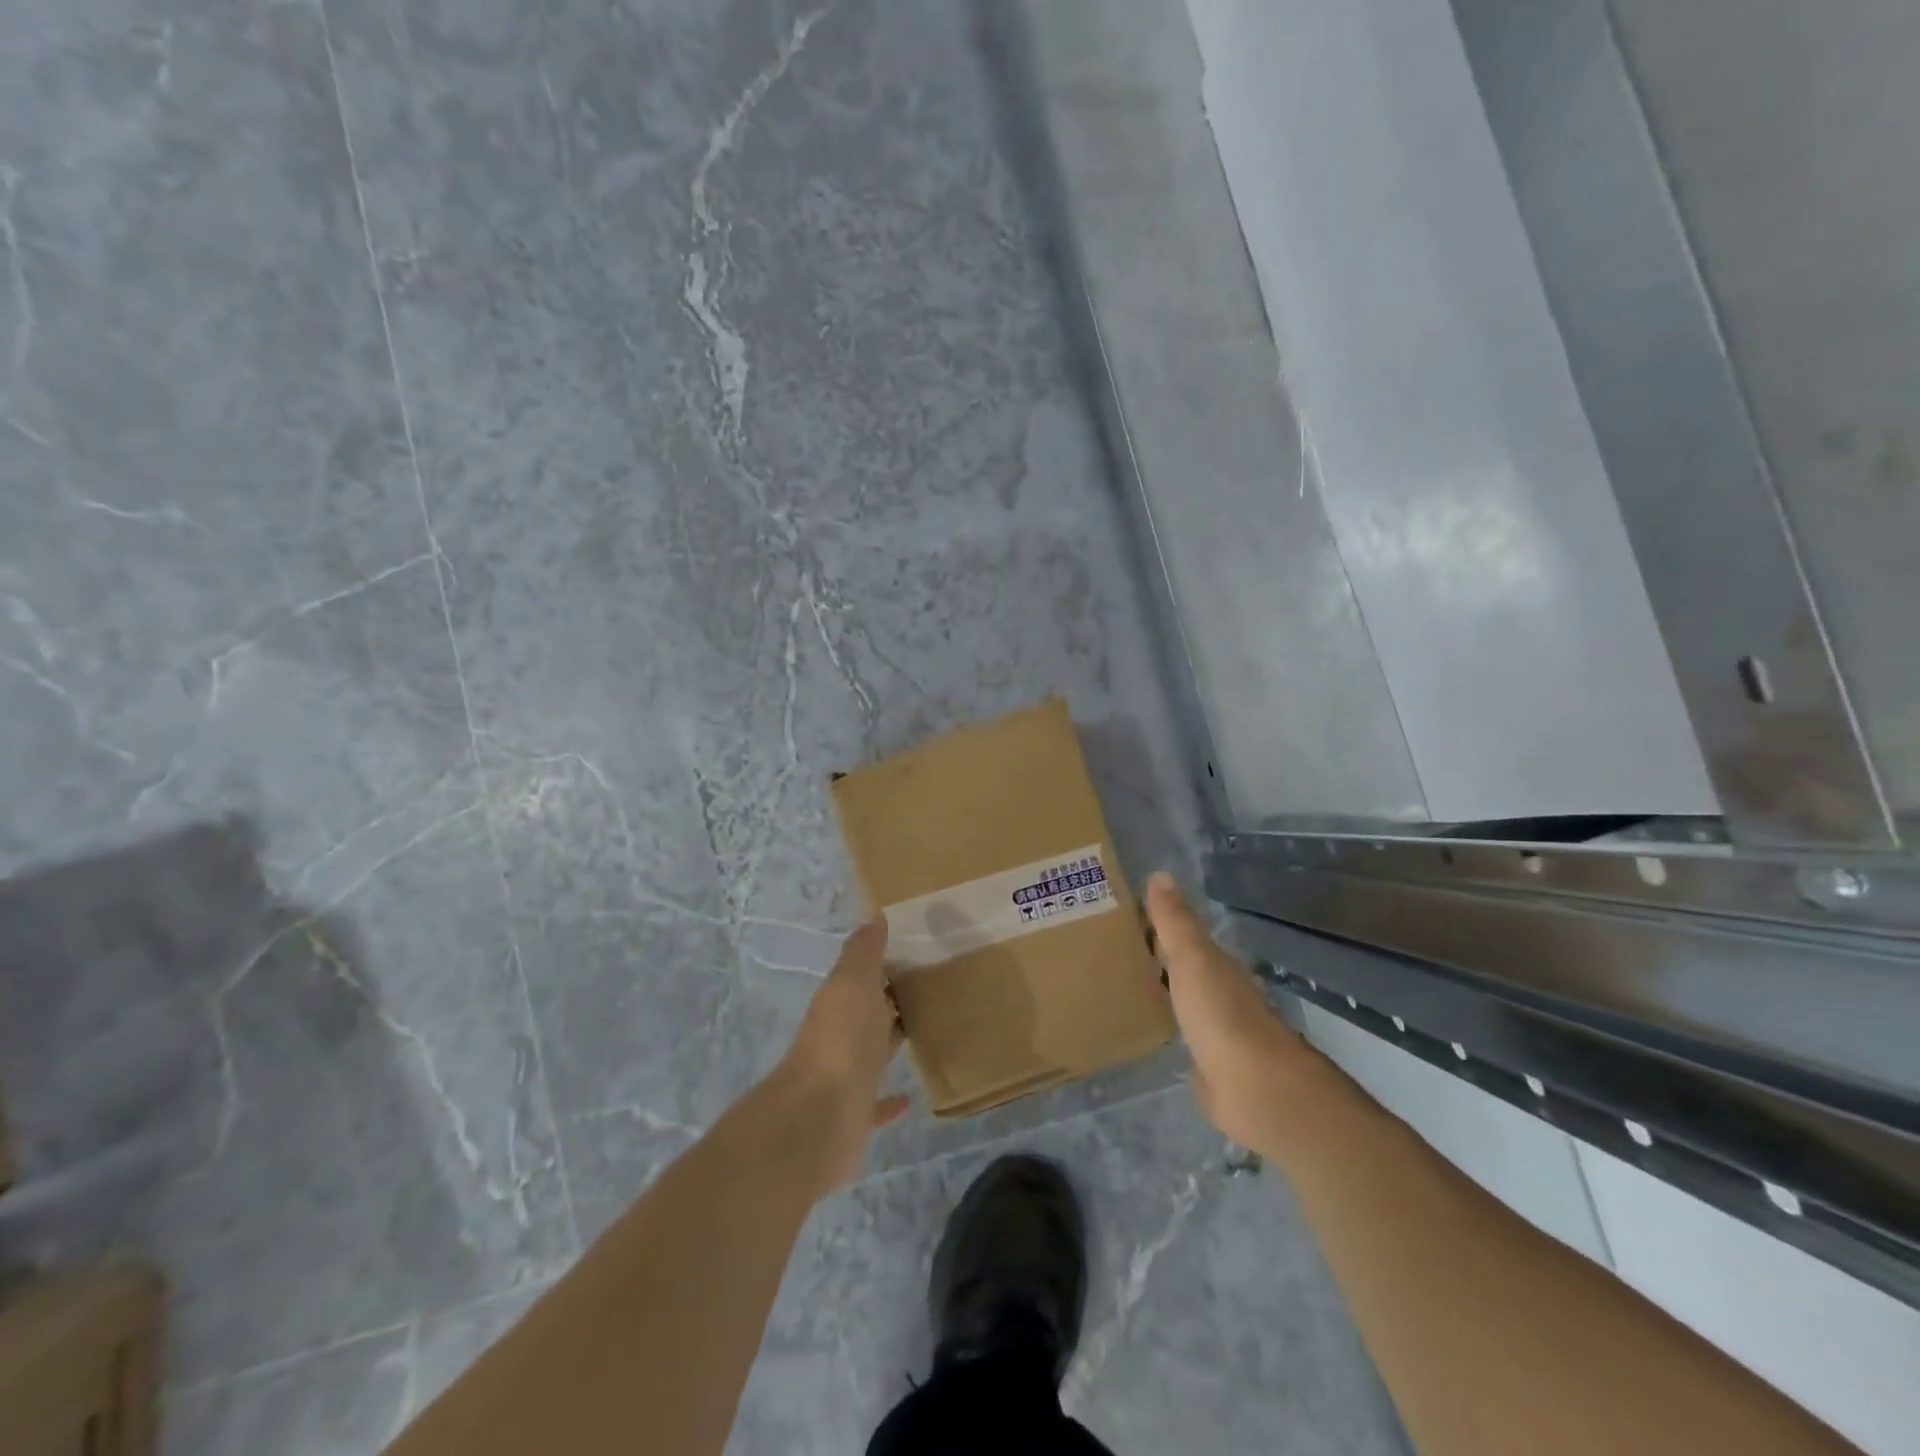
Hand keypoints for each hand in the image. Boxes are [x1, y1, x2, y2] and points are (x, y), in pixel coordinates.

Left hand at [775, 918, 910, 1193]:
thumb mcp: (853, 983)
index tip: (918, 952)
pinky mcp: (854, 1116)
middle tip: (931, 988)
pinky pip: (875, 1103)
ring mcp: (845, 1078)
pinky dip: (890, 1101)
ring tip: (925, 1033)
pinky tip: (910, 1098)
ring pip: (872, 1054)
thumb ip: (863, 951)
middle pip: (869, 1013)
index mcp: (840, 1002)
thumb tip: (872, 914)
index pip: (863, 977)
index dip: (885, 964)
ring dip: (890, 1043)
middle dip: (891, 1001)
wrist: (817, 1119)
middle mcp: (840, 1036)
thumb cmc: (841, 1040)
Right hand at [1148, 871, 1318, 1153]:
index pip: (1182, 936)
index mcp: (1216, 965)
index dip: (1156, 925)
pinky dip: (1169, 1028)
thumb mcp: (1193, 959)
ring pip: (1183, 1001)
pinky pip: (1183, 1037)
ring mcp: (1217, 1032)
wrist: (1257, 1088)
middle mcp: (1219, 993)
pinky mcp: (1210, 1067)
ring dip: (1162, 992)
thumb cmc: (1222, 1015)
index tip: (1121, 916)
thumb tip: (1161, 873)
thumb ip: (1175, 922)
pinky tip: (1148, 1030)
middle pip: (1183, 967)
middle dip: (1155, 957)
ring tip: (1122, 985)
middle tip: (1112, 949)